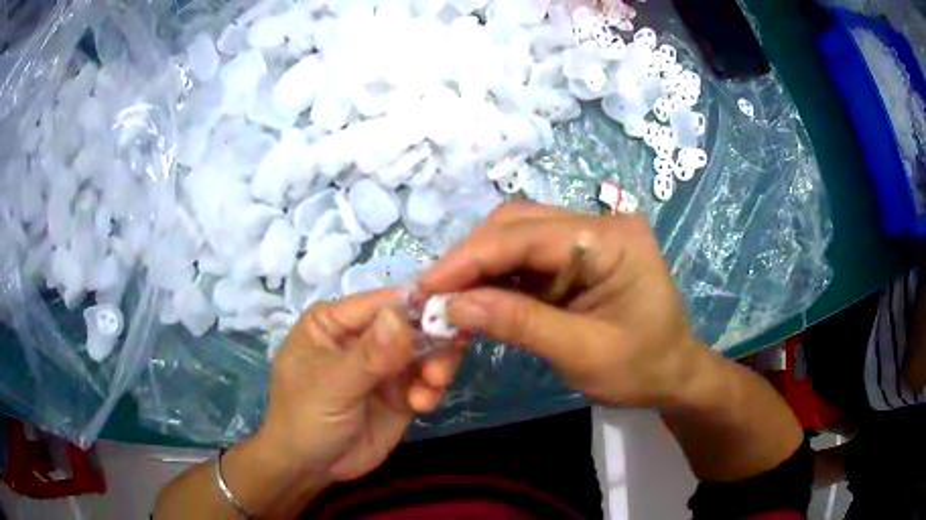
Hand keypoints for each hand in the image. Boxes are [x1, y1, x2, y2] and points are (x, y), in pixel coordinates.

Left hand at [255, 290, 461, 483]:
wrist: (311, 469)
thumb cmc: (305, 419)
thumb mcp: (332, 386)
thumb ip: (368, 355)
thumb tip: (401, 315)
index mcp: (334, 322)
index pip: (380, 302)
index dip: (415, 305)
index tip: (448, 316)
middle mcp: (362, 337)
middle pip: (410, 323)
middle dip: (432, 341)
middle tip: (440, 367)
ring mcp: (384, 365)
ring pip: (425, 350)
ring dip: (437, 366)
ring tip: (433, 387)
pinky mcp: (400, 392)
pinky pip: (427, 379)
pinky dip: (432, 389)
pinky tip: (423, 406)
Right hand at [421, 202, 707, 408]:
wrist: (672, 374)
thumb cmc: (641, 368)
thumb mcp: (583, 353)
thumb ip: (520, 323)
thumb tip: (453, 306)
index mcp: (613, 239)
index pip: (528, 235)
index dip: (471, 258)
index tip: (427, 287)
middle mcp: (600, 224)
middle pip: (518, 223)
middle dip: (471, 258)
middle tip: (433, 295)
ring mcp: (589, 236)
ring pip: (517, 235)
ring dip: (480, 265)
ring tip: (449, 298)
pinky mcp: (578, 255)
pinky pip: (527, 256)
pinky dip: (497, 276)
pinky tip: (477, 297)